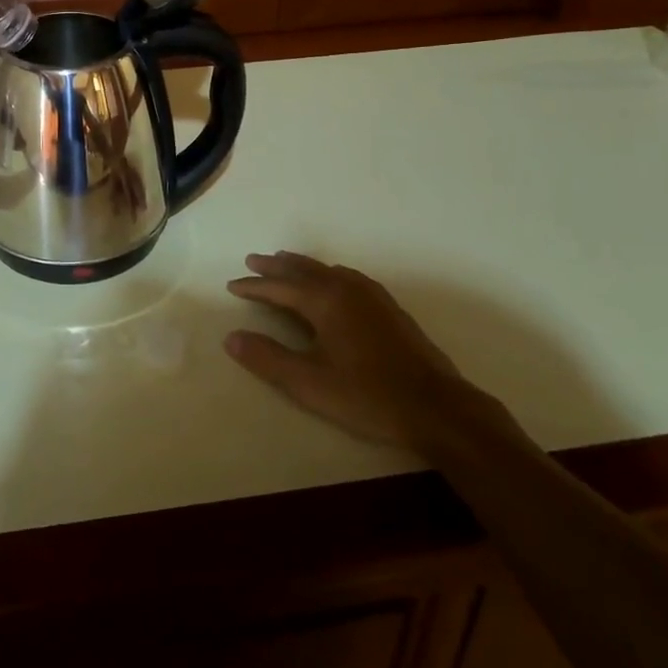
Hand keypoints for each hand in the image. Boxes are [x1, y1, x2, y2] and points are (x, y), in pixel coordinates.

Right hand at [225, 252, 503, 450]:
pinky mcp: (387, 306)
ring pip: (326, 269)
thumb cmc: (367, 395)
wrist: (436, 406)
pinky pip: (346, 276)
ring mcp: (370, 294)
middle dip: (275, 266)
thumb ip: (268, 359)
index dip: (254, 287)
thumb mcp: (309, 383)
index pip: (279, 287)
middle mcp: (345, 287)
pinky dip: (326, 272)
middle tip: (252, 260)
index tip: (232, 286)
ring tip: (285, 262)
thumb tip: (231, 337)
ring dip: (301, 265)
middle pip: (303, 269)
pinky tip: (331, 281)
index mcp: (324, 300)